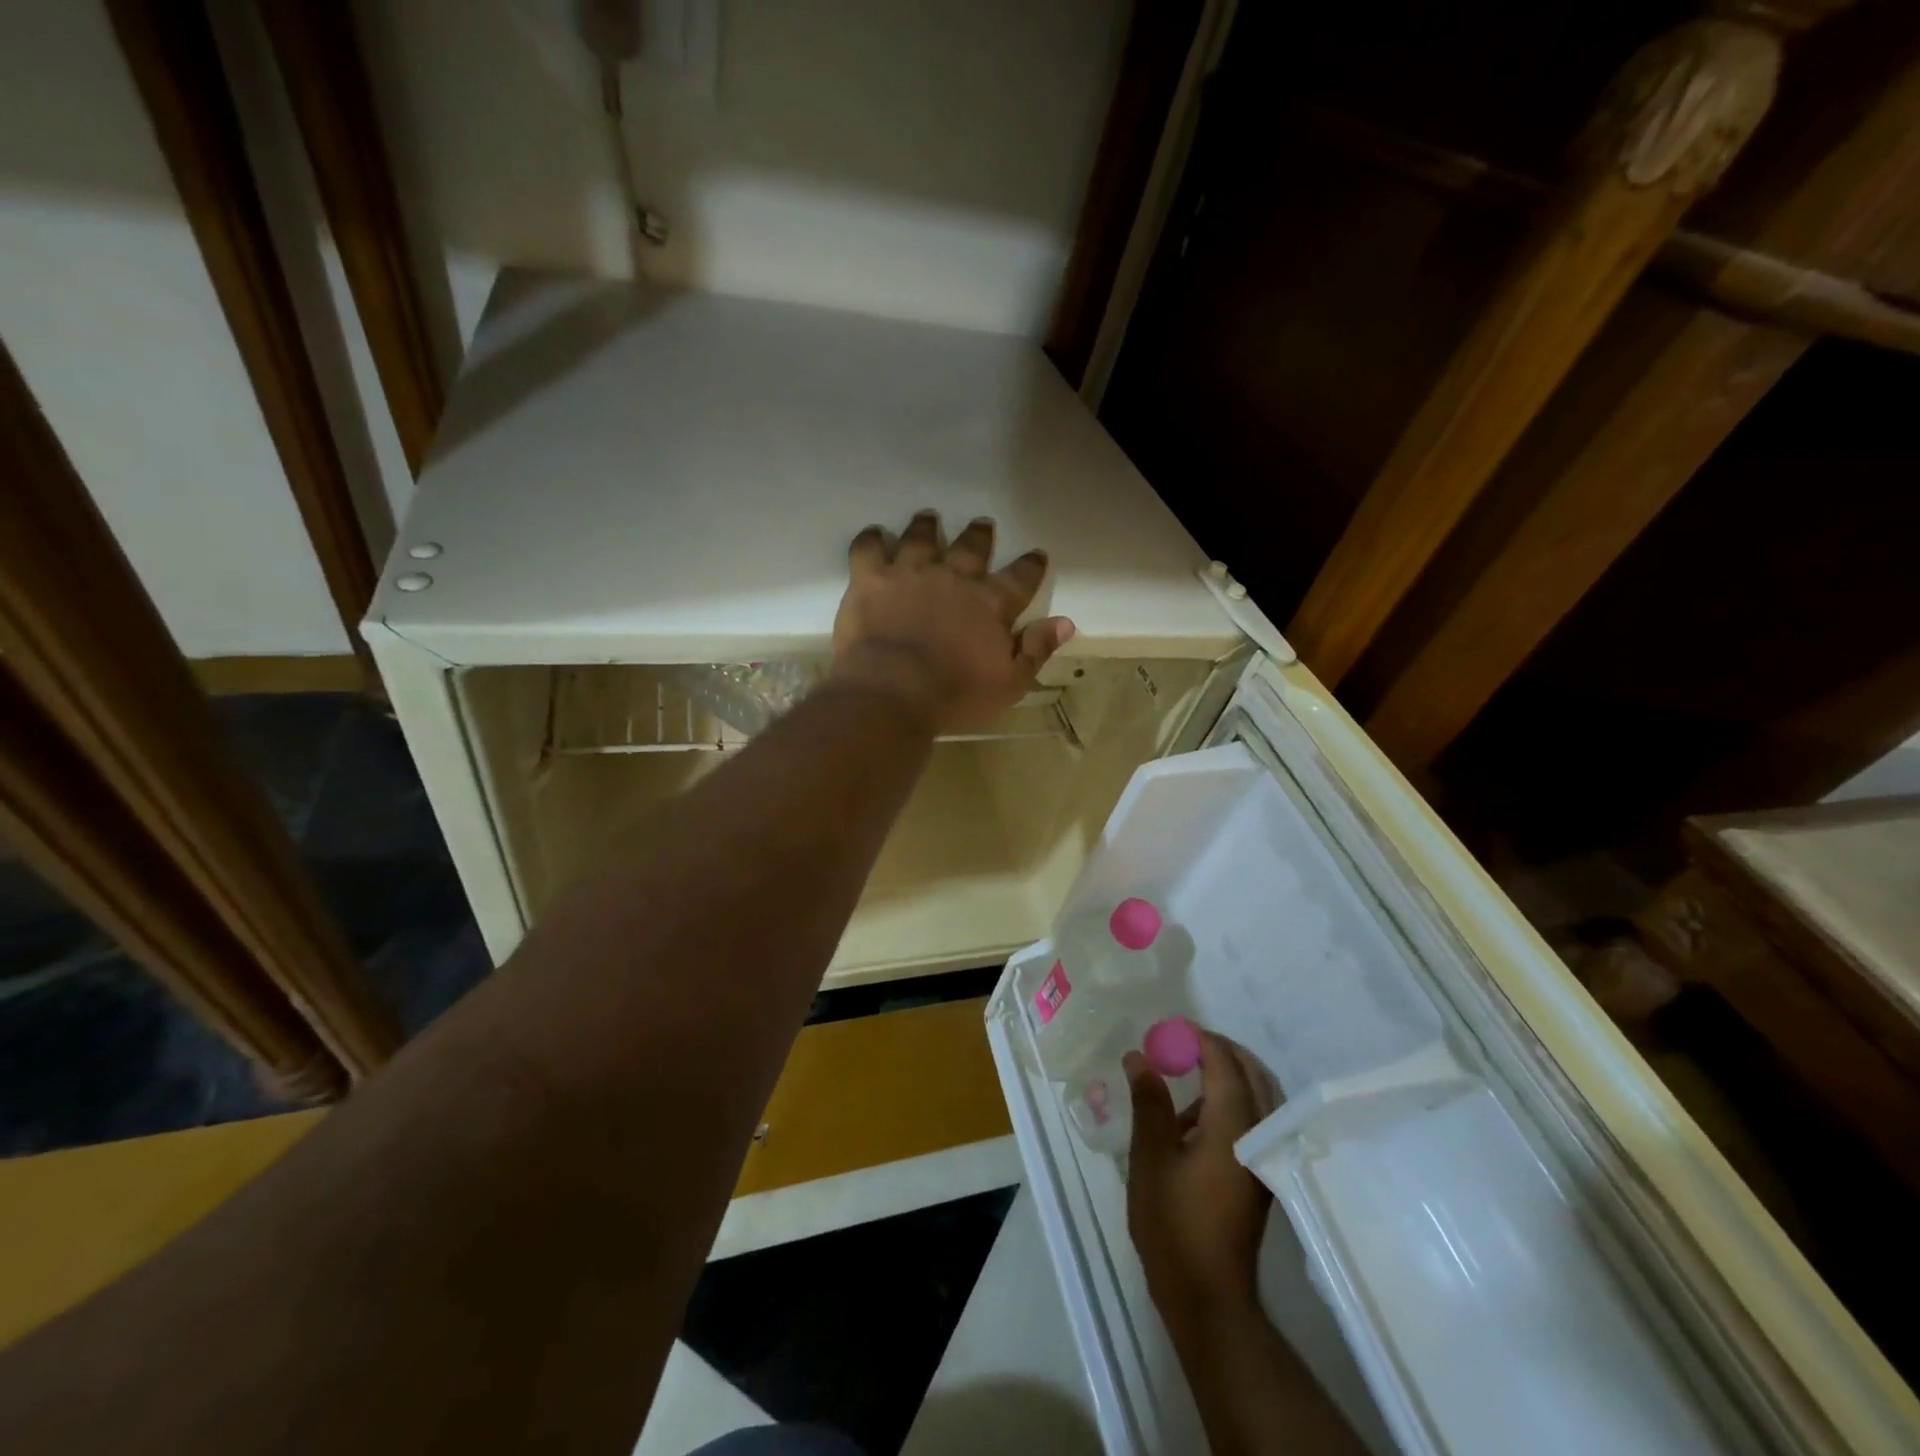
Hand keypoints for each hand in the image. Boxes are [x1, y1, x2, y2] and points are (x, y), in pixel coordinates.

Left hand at [830, 510, 1075, 735]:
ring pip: (920, 538)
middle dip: (979, 535)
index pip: (1020, 577)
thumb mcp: (1009, 683)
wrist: (892, 692)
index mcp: (990, 603)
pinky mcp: (870, 579)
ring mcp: (909, 573)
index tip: (1036, 555)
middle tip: (983, 524)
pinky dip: (871, 539)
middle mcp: (952, 578)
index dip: (1030, 566)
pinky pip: (869, 549)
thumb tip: (1066, 623)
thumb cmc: (955, 695)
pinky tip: (874, 535)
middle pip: (970, 548)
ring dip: (926, 527)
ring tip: (929, 517)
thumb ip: (1036, 649)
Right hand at [1125, 1031, 1279, 1333]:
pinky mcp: (1261, 1175)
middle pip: (1252, 1073)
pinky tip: (1194, 1118)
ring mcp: (1265, 1158)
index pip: (1224, 1063)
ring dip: (1229, 1074)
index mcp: (1234, 1127)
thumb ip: (1148, 1102)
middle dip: (1220, 1050)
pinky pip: (1256, 1119)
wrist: (1209, 1298)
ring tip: (1186, 1071)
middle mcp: (1259, 1135)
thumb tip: (1139, 1056)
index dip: (1199, 1039)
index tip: (1170, 1028)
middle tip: (1182, 1042)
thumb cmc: (1173, 1224)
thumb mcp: (1150, 1158)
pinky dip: (1232, 1101)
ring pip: (1259, 1096)